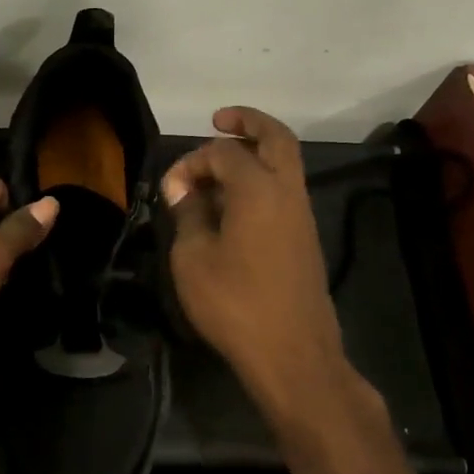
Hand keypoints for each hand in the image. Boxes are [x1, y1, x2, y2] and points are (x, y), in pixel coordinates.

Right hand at [162, 107, 356, 420]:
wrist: (292, 353)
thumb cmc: (235, 302)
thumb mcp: (193, 258)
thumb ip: (188, 215)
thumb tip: (183, 190)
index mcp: (259, 189)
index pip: (223, 152)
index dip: (191, 161)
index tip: (169, 189)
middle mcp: (288, 192)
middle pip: (276, 139)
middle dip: (248, 123)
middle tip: (220, 119)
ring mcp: (301, 216)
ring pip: (285, 165)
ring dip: (255, 154)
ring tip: (217, 167)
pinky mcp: (304, 239)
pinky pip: (283, 192)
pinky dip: (260, 181)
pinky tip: (231, 204)